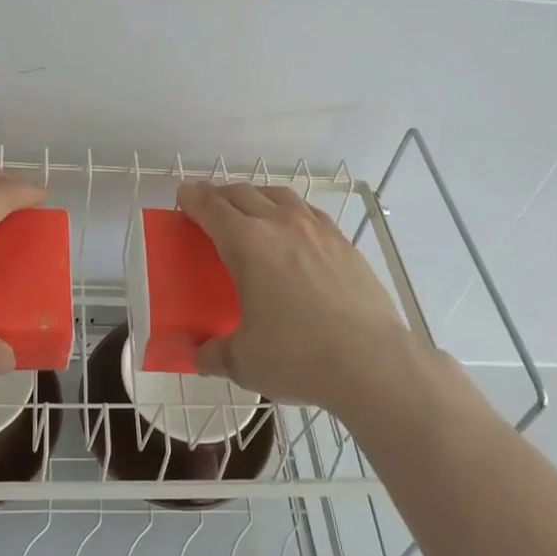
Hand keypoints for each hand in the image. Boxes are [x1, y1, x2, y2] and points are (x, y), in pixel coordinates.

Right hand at [179, 180, 413, 415]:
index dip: (193, 197)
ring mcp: (316, 229)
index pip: (211, 207)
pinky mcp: (343, 242)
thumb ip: (213, 354)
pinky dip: (291, 211)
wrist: (372, 362)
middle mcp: (279, 224)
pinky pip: (308, 212)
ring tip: (251, 211)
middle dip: (220, 195)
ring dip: (256, 196)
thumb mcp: (244, 362)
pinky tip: (294, 230)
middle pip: (242, 193)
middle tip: (210, 207)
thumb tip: (196, 355)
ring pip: (278, 195)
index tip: (184, 194)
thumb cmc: (298, 357)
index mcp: (247, 244)